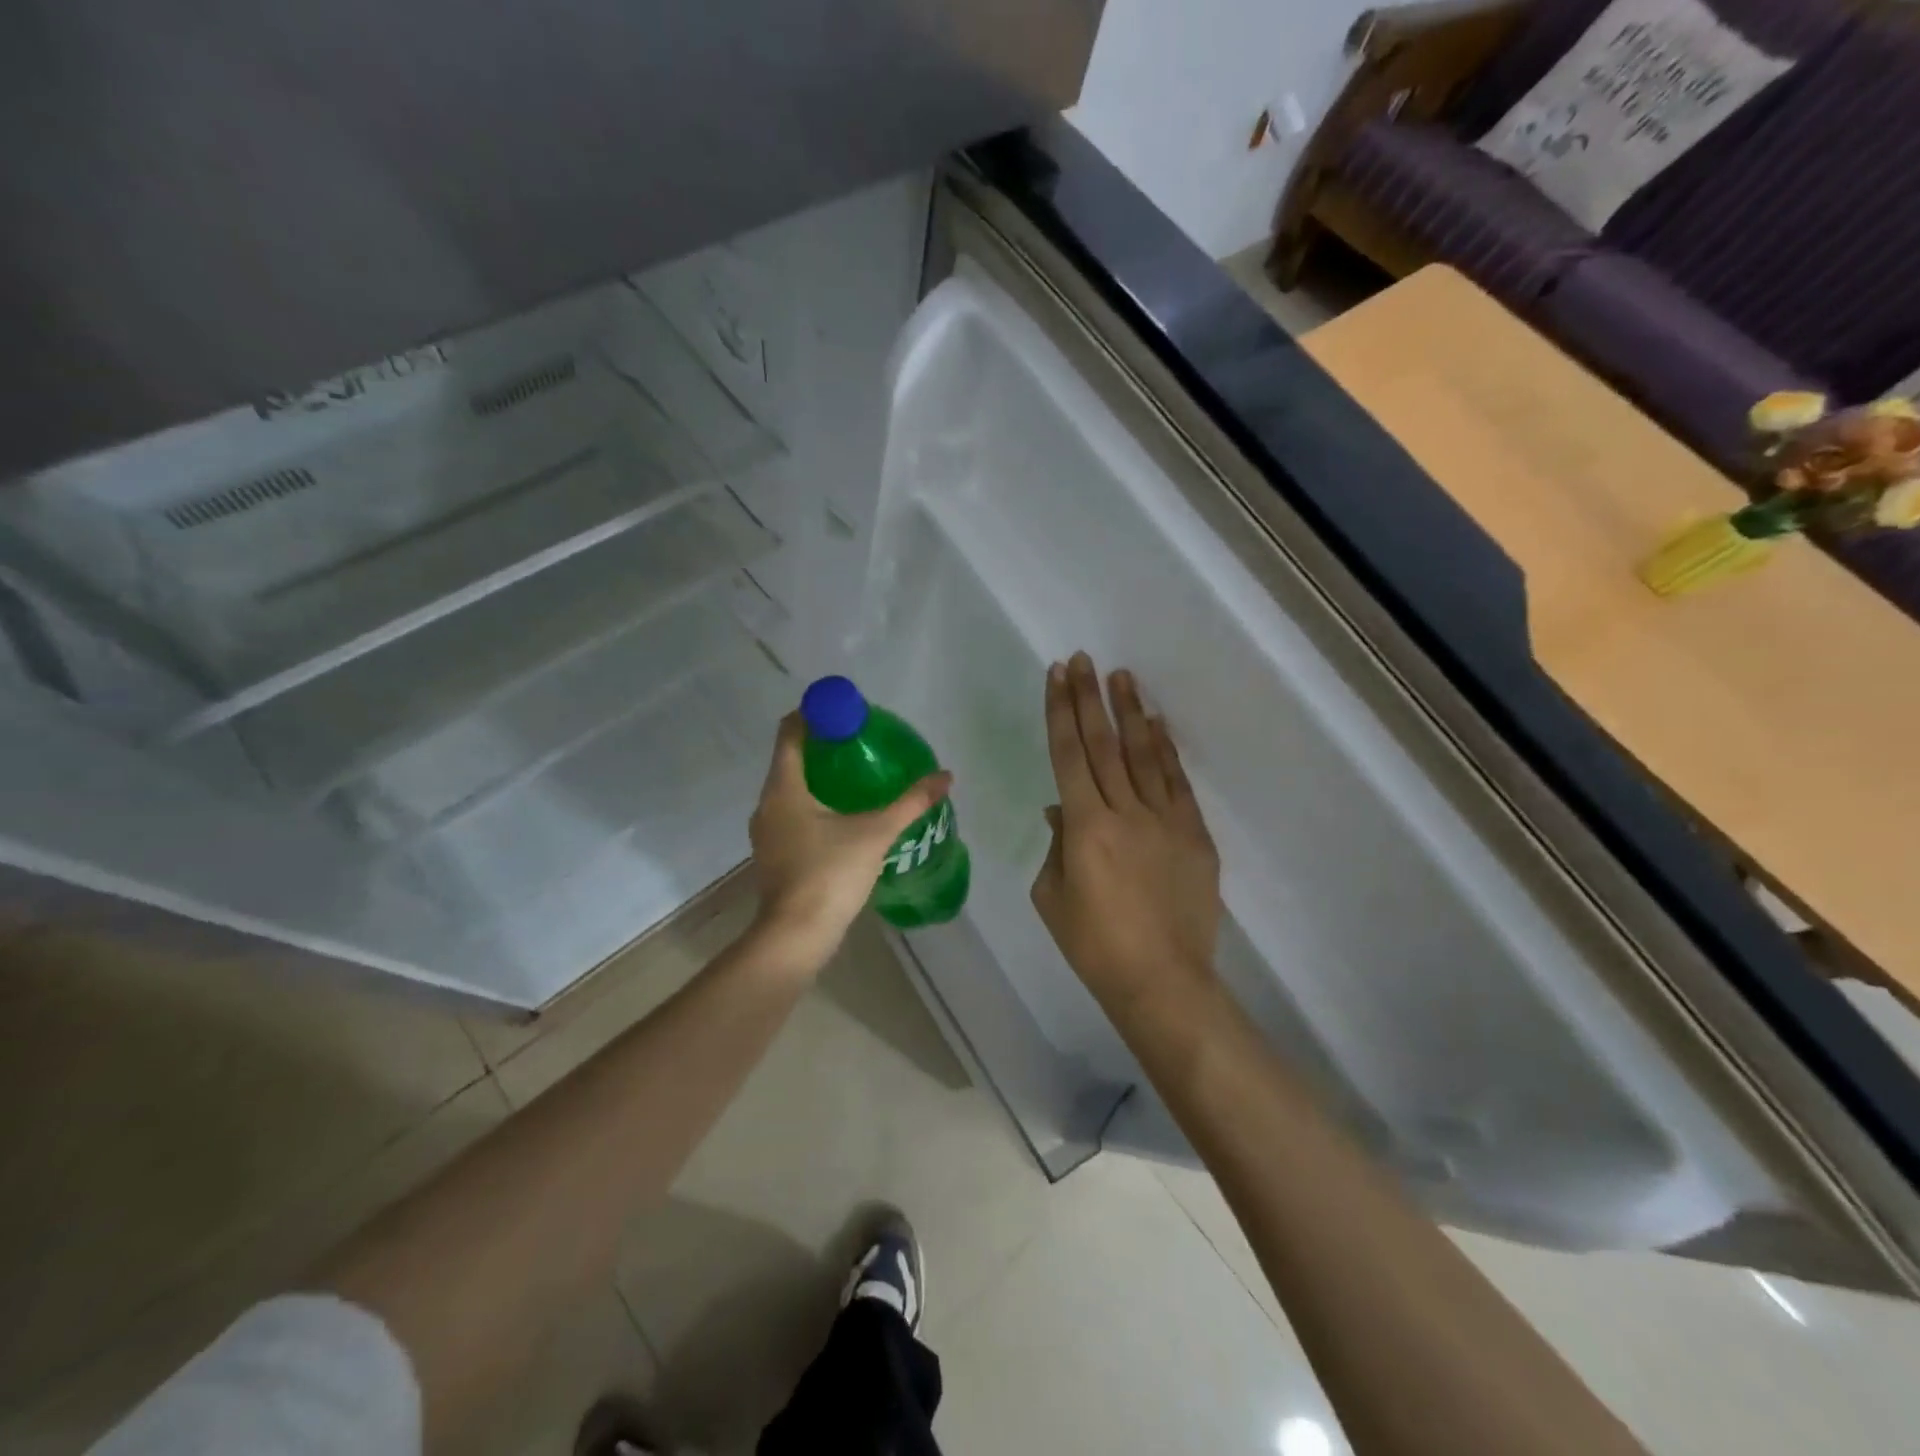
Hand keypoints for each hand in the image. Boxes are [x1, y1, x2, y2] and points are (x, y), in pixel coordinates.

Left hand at [748, 711, 952, 970]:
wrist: (797, 936)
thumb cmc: (830, 874)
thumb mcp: (876, 833)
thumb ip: (911, 803)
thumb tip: (945, 776)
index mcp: (784, 788)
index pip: (790, 733)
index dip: (814, 715)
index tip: (844, 712)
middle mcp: (767, 804)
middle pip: (790, 760)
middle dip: (822, 747)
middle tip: (860, 743)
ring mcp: (766, 832)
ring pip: (790, 790)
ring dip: (818, 778)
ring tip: (856, 777)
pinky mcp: (774, 855)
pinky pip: (792, 815)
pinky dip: (813, 805)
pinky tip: (842, 817)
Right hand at [1032, 653, 1220, 1011]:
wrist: (1162, 980)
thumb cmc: (1094, 944)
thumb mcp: (1052, 896)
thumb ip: (1057, 845)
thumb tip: (1063, 809)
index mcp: (1085, 828)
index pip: (1068, 755)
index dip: (1061, 712)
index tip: (1057, 676)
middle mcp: (1125, 812)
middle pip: (1104, 744)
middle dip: (1089, 699)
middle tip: (1083, 660)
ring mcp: (1165, 820)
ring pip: (1144, 754)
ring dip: (1130, 712)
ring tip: (1121, 676)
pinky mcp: (1194, 834)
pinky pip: (1177, 782)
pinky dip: (1165, 750)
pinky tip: (1156, 724)